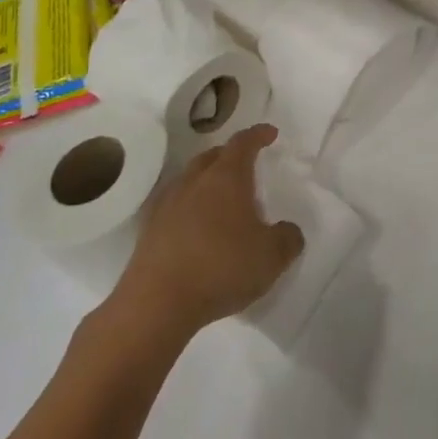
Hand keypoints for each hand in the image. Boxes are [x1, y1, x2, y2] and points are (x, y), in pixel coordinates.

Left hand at [115, 124, 304, 334]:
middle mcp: (194, 181)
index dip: (258, 135)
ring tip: (222, 199)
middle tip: (247, 166)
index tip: (270, 133)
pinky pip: (174, 204)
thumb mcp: (272, 257)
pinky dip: (189, 206)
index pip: (243, 143)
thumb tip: (288, 230)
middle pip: (213, 156)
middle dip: (231, 156)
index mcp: (226, 178)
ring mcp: (167, 204)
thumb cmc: (221, 269)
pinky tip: (197, 226)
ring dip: (208, 181)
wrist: (156, 304)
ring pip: (190, 179)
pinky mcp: (149, 229)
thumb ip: (288, 238)